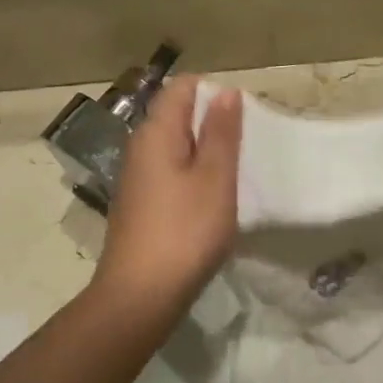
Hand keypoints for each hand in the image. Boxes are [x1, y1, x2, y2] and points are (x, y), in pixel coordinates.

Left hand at [92, 76, 242, 321]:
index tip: (244, 117)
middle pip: (176, 117)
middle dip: (212, 124)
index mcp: (155, 133)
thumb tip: (225, 92)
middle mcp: (139, 148)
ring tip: (234, 174)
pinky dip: (191, 179)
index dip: (214, 92)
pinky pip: (169, 176)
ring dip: (204, 154)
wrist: (141, 294)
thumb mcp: (214, 178)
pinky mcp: (140, 207)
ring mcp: (136, 179)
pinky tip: (211, 202)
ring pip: (174, 149)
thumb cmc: (185, 232)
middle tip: (246, 147)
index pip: (182, 88)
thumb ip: (221, 133)